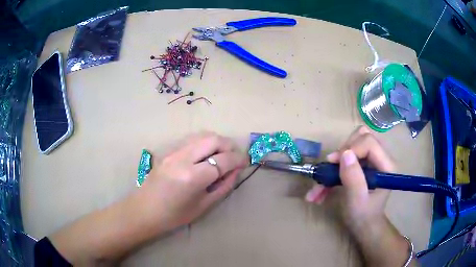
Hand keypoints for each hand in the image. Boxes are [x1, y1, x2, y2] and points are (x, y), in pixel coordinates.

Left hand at [140, 132, 247, 231]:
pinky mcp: (168, 151)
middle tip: (235, 157)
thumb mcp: (204, 205)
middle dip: (229, 145)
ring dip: (217, 141)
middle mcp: (183, 158)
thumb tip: (236, 171)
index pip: (223, 160)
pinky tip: (206, 154)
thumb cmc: (174, 215)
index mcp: (193, 177)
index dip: (239, 159)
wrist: (144, 211)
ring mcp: (173, 152)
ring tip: (223, 154)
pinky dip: (204, 142)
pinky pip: (192, 139)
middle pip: (213, 139)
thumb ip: (223, 186)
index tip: (246, 162)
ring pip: (202, 135)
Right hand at [305, 126, 394, 230]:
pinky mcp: (363, 164)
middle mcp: (381, 158)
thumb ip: (353, 178)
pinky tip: (322, 188)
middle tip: (332, 167)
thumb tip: (344, 154)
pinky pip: (348, 154)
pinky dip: (334, 168)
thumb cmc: (363, 216)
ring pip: (354, 141)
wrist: (364, 225)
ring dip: (337, 158)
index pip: (369, 142)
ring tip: (325, 179)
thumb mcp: (357, 201)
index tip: (333, 163)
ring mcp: (372, 160)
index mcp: (386, 166)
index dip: (350, 149)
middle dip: (344, 150)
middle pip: (362, 136)